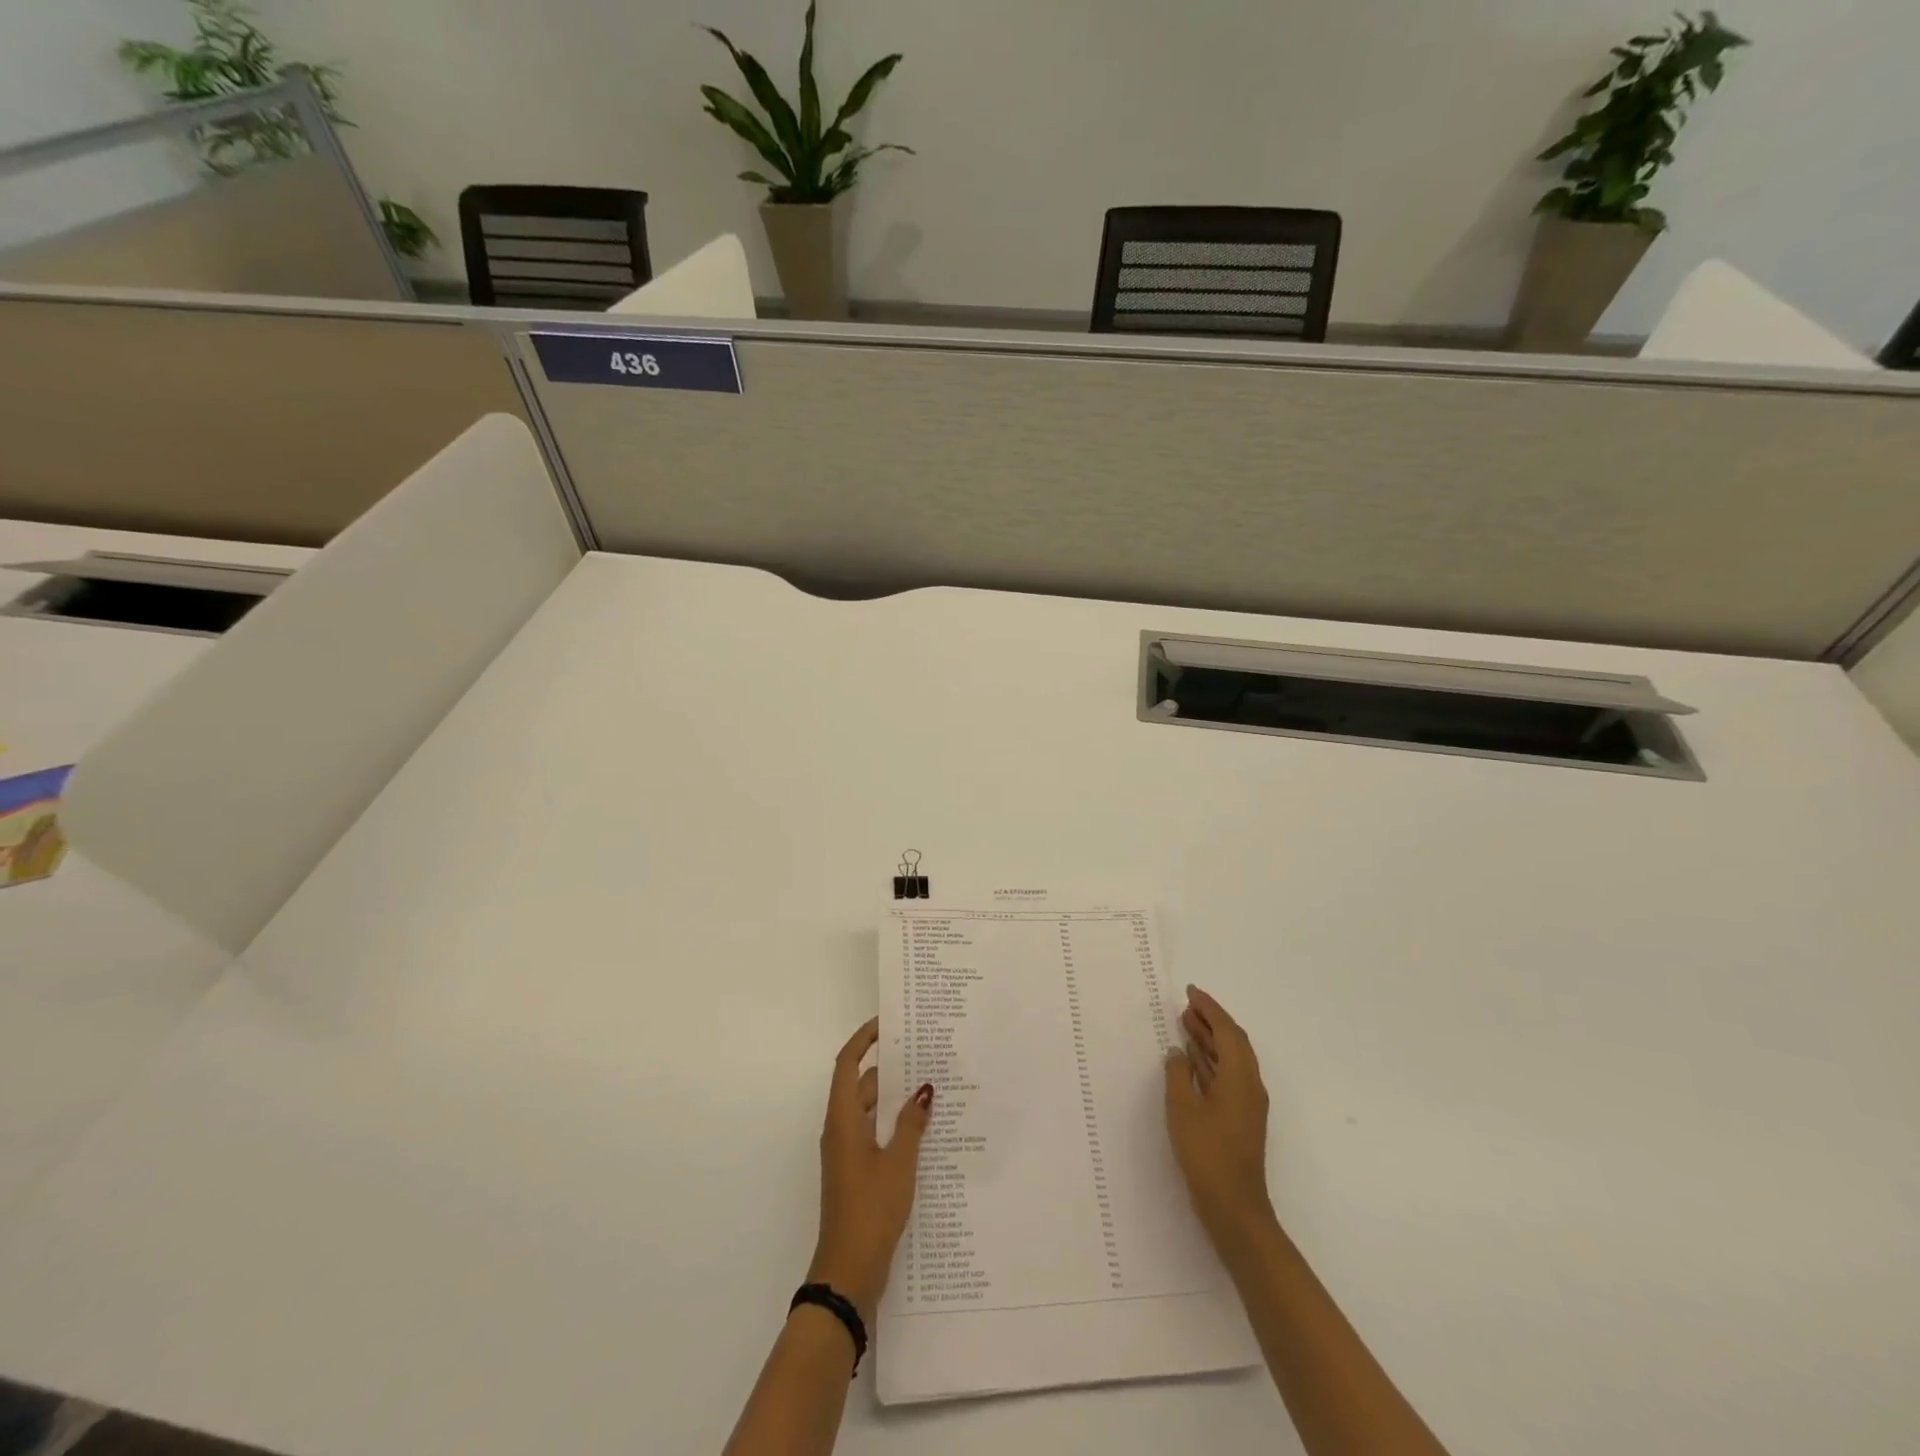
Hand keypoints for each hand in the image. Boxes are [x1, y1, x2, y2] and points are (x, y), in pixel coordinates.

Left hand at [808, 1017, 933, 1318]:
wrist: (848, 1272)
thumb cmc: (870, 1209)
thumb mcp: (899, 1163)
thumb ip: (911, 1124)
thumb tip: (923, 1089)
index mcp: (843, 1120)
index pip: (848, 1065)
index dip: (863, 1040)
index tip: (887, 1023)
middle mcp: (841, 1131)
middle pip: (860, 1086)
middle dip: (887, 1067)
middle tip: (921, 1052)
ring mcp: (848, 1154)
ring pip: (869, 1111)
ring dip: (893, 1097)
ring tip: (930, 1084)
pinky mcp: (857, 1173)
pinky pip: (875, 1133)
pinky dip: (893, 1123)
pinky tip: (923, 1128)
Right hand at [1165, 985, 1274, 1245]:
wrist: (1234, 1207)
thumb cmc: (1207, 1153)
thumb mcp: (1183, 1108)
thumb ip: (1178, 1073)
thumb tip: (1178, 1052)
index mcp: (1240, 1077)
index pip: (1227, 1031)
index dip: (1210, 1008)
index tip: (1191, 992)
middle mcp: (1249, 1085)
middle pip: (1233, 1042)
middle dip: (1211, 1020)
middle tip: (1186, 1005)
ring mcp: (1246, 1103)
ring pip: (1230, 1059)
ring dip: (1209, 1040)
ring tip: (1185, 1024)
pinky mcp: (1239, 1118)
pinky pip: (1226, 1075)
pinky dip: (1210, 1061)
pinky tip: (1191, 1060)